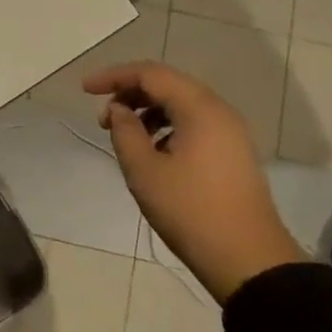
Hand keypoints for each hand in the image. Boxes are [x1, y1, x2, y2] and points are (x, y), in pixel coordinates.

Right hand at [82, 61, 306, 301]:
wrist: (246, 257)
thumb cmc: (189, 210)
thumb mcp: (144, 171)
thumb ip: (125, 132)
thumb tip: (118, 110)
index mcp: (199, 108)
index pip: (150, 74)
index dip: (114, 76)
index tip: (84, 90)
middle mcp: (219, 110)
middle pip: (168, 85)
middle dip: (130, 94)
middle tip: (103, 119)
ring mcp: (230, 132)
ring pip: (182, 105)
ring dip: (148, 112)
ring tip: (124, 137)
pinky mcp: (233, 152)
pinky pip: (194, 124)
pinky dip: (167, 127)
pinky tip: (152, 153)